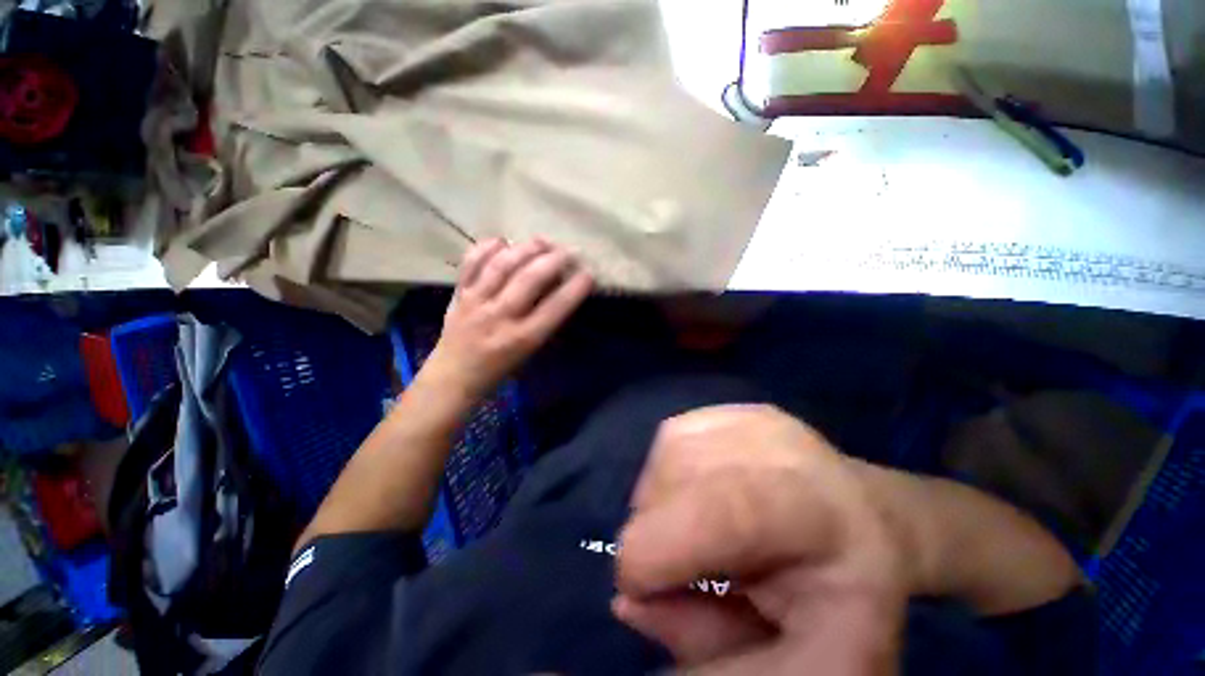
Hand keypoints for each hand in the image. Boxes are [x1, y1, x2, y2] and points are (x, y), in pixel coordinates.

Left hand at [420, 238, 592, 401]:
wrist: (454, 377)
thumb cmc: (500, 369)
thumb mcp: (530, 352)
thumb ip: (544, 321)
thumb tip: (558, 286)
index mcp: (522, 338)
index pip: (555, 307)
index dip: (575, 288)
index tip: (589, 273)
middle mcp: (500, 317)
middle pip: (530, 279)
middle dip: (555, 260)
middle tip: (570, 251)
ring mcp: (476, 302)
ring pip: (502, 266)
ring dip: (526, 249)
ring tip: (543, 241)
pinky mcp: (459, 294)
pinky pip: (471, 264)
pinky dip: (487, 248)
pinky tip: (503, 241)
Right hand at [614, 405, 907, 675]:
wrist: (869, 525)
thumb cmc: (839, 603)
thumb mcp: (797, 663)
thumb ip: (711, 649)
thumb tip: (629, 601)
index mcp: (821, 515)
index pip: (724, 509)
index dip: (658, 548)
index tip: (634, 589)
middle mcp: (787, 446)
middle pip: (680, 471)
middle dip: (657, 529)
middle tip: (679, 568)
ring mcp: (757, 417)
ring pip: (669, 449)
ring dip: (659, 500)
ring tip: (693, 531)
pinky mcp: (735, 408)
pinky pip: (674, 433)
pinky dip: (667, 471)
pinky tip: (696, 494)